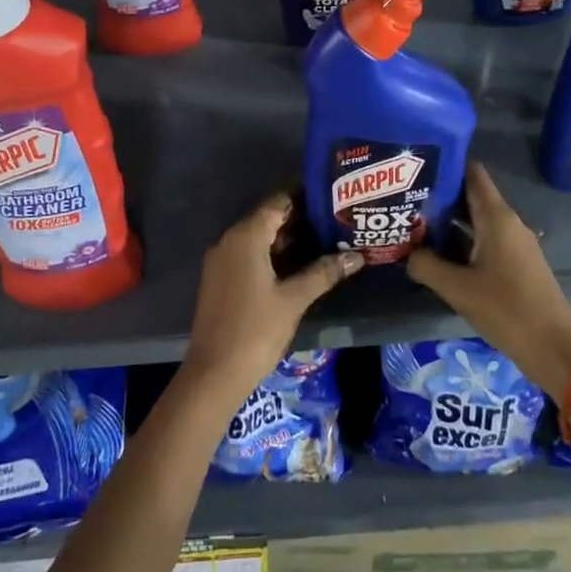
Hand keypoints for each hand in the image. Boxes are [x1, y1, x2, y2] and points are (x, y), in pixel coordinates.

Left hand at [179, 193, 363, 410]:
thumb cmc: (255, 331)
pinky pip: (249, 255)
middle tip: (335, 221)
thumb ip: (324, 272)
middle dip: (300, 220)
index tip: (332, 198)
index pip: (277, 202)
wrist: (214, 374)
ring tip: (325, 241)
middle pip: (268, 218)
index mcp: (245, 237)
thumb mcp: (294, 299)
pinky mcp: (220, 279)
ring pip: (259, 238)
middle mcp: (229, 240)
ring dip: (288, 239)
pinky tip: (299, 266)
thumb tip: (356, 256)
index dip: (304, 198)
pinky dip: (273, 255)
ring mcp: (222, 260)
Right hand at [407, 162, 570, 398]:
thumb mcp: (457, 288)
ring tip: (414, 225)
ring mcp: (515, 244)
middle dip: (440, 196)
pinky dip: (462, 241)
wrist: (554, 349)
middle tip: (405, 198)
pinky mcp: (517, 264)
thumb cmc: (506, 310)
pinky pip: (485, 240)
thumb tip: (407, 253)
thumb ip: (426, 266)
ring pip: (477, 221)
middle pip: (471, 196)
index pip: (472, 173)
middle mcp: (508, 223)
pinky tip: (439, 255)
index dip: (446, 164)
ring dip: (449, 222)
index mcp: (497, 217)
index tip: (417, 165)